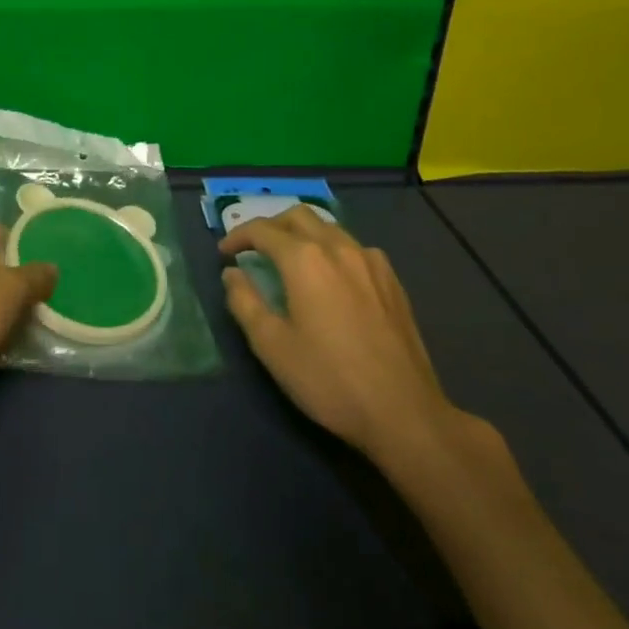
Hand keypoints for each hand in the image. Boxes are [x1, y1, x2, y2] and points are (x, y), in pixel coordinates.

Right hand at [220, 206, 477, 470]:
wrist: (404, 412)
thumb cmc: (329, 379)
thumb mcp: (272, 346)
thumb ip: (244, 302)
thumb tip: (232, 273)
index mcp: (304, 259)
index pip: (263, 230)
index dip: (238, 236)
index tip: (224, 252)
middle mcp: (338, 247)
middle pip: (297, 216)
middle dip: (270, 225)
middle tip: (254, 248)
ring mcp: (370, 261)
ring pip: (329, 227)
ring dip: (302, 233)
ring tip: (289, 258)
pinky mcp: (392, 280)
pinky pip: (354, 247)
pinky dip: (331, 248)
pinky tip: (331, 276)